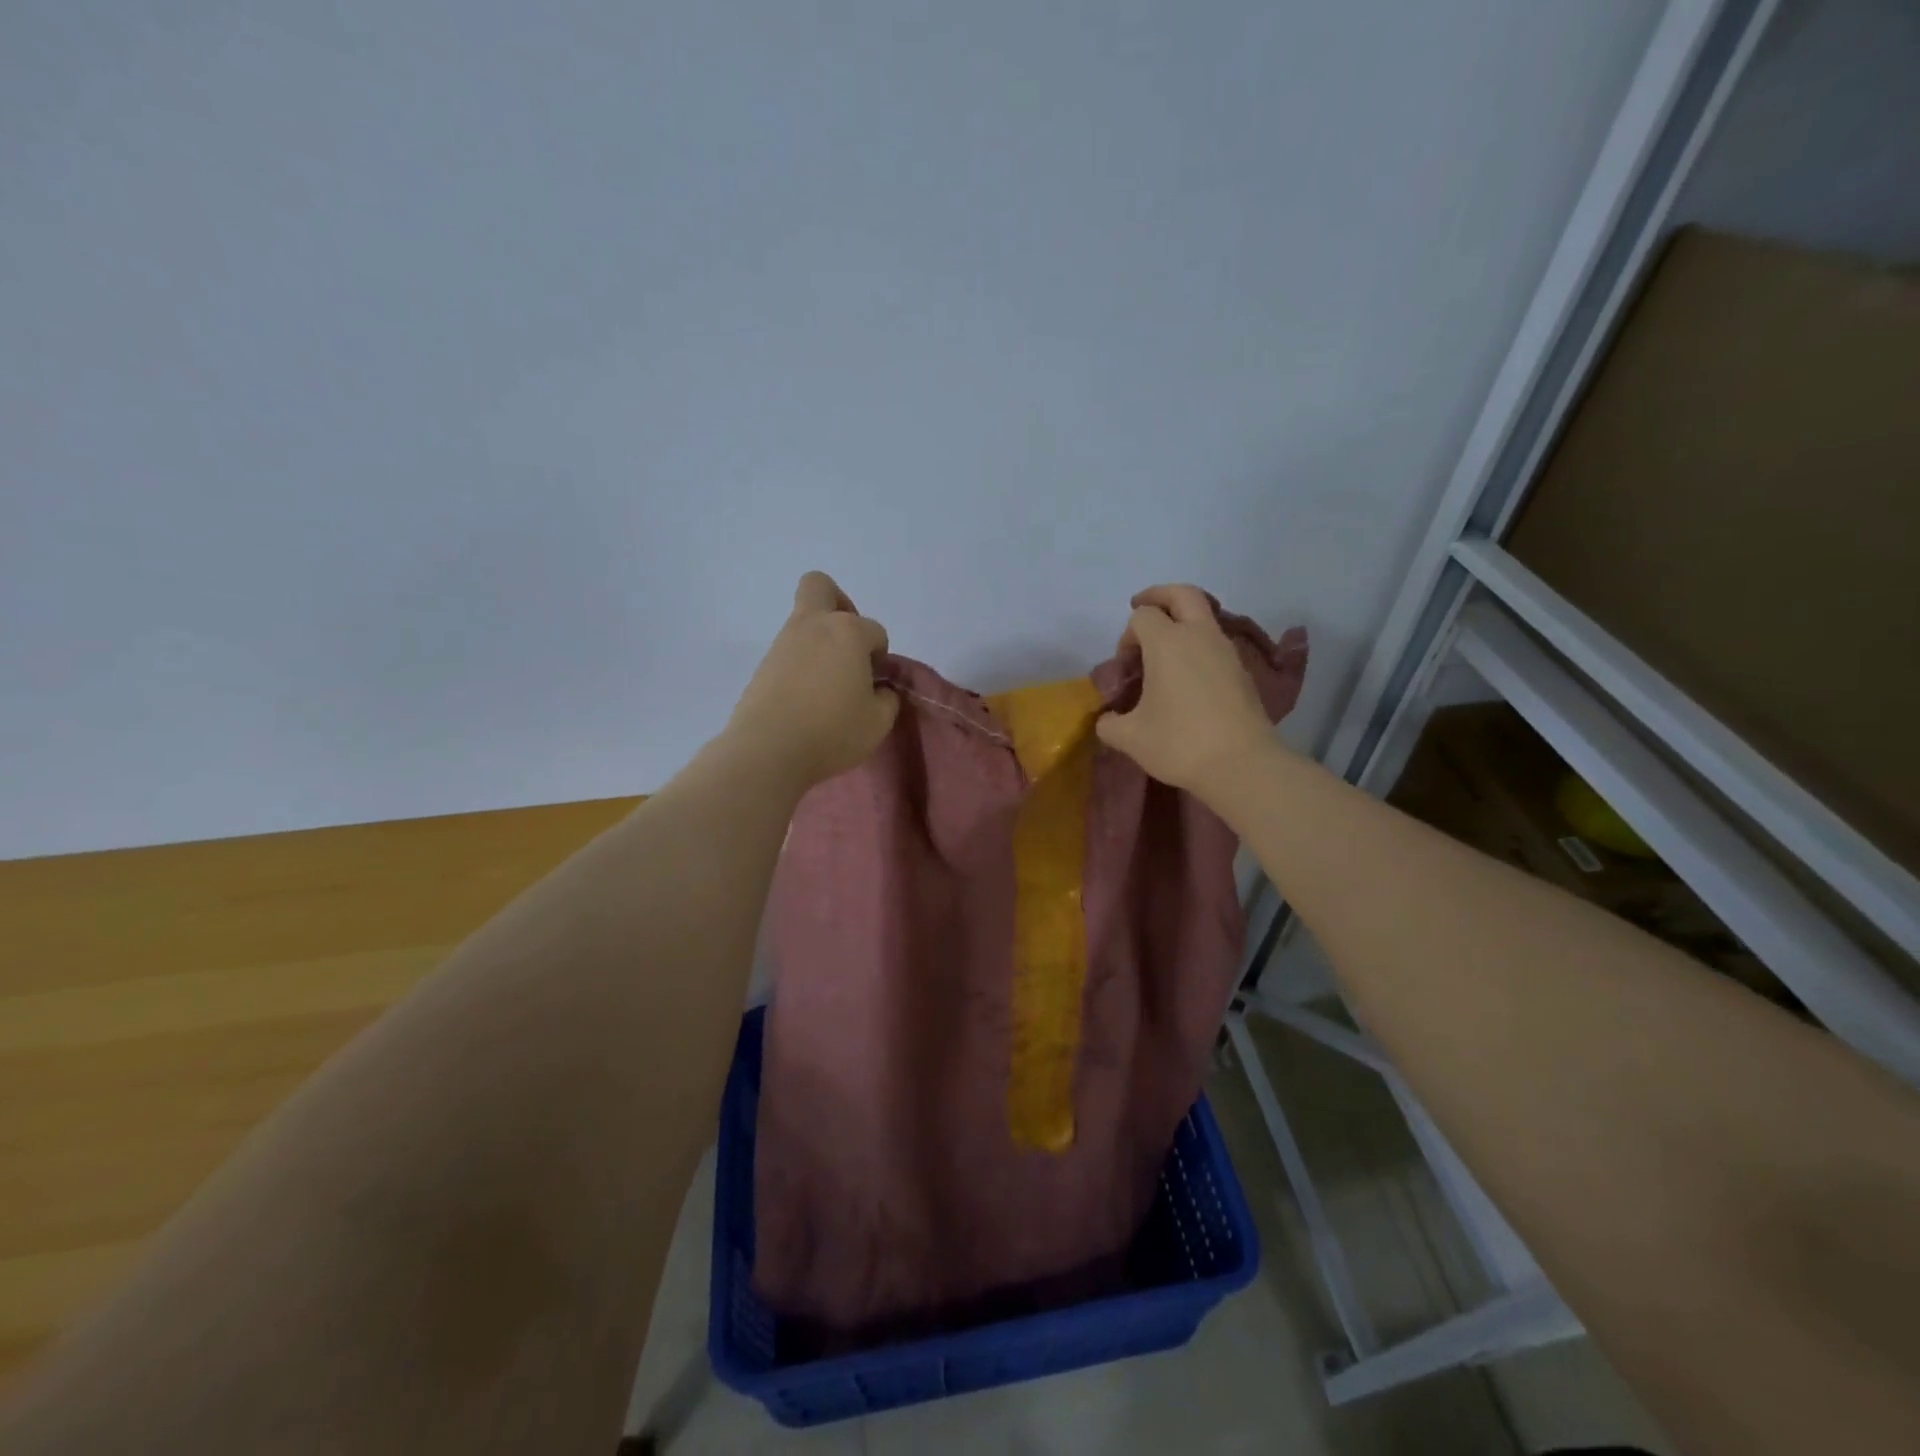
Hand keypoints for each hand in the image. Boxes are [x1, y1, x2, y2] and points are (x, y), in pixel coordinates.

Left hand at [725, 571, 900, 788]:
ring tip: (829, 683)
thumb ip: (887, 699)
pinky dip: (802, 664)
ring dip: (820, 640)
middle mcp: (813, 626)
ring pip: (803, 621)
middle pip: (820, 586)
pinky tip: (808, 696)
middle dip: (839, 604)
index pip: (875, 631)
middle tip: (849, 643)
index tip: (875, 683)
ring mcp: (783, 643)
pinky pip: (789, 651)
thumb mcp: (878, 722)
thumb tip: (879, 690)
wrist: (768, 750)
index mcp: (848, 632)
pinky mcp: (763, 665)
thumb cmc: (832, 731)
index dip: (880, 656)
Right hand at [1095, 584, 1274, 798]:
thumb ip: (1110, 723)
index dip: (1127, 635)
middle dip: (1159, 596)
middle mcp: (1199, 636)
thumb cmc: (1180, 743)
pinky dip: (1198, 646)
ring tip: (1164, 651)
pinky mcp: (1242, 671)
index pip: (1143, 616)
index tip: (1125, 666)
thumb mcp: (1130, 738)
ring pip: (1204, 617)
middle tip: (1142, 608)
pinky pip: (1215, 643)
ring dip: (1182, 623)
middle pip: (1182, 594)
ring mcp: (1226, 651)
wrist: (1242, 765)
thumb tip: (1108, 719)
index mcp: (1167, 643)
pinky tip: (1187, 677)